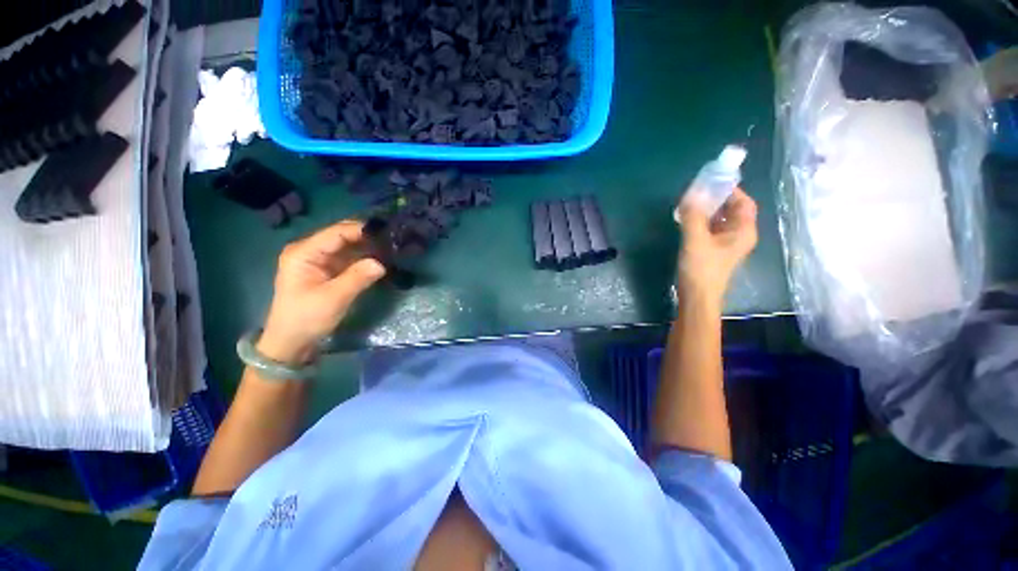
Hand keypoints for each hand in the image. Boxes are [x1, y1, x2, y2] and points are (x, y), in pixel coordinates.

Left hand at [258, 220, 385, 364]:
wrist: (292, 341)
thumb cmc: (307, 318)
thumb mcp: (334, 298)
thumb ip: (357, 277)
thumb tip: (381, 263)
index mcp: (304, 252)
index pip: (336, 232)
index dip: (362, 230)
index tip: (387, 232)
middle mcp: (310, 250)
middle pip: (342, 236)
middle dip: (367, 237)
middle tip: (393, 239)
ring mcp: (318, 260)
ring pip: (347, 246)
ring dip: (367, 247)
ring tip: (391, 247)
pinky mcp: (327, 270)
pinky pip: (348, 258)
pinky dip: (364, 258)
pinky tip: (380, 258)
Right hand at [676, 188, 757, 304]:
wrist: (697, 298)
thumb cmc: (701, 269)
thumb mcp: (695, 240)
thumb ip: (694, 215)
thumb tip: (692, 192)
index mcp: (743, 231)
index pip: (744, 202)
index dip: (731, 190)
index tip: (711, 182)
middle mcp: (739, 236)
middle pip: (732, 210)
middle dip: (716, 200)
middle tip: (696, 193)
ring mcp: (726, 245)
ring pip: (720, 221)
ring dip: (707, 211)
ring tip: (689, 205)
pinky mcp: (713, 252)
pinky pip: (711, 230)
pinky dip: (701, 222)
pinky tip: (687, 221)